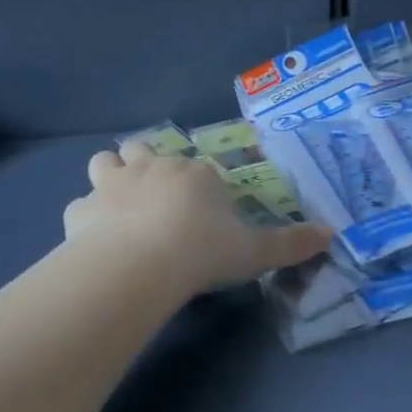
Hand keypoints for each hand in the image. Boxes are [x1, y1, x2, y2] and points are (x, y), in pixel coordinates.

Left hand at [63, 143, 332, 295]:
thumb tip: (332, 235)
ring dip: (109, 176)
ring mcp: (111, 185)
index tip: (202, 209)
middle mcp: (151, 167)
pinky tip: (93, 239)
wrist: (142, 262)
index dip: (198, 183)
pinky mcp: (80, 210)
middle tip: (153, 195)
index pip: (197, 166)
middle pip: (142, 149)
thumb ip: (291, 243)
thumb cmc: (204, 250)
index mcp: (194, 173)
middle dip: (145, 164)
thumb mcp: (256, 251)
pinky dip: (86, 218)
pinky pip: (79, 206)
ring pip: (103, 161)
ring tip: (117, 203)